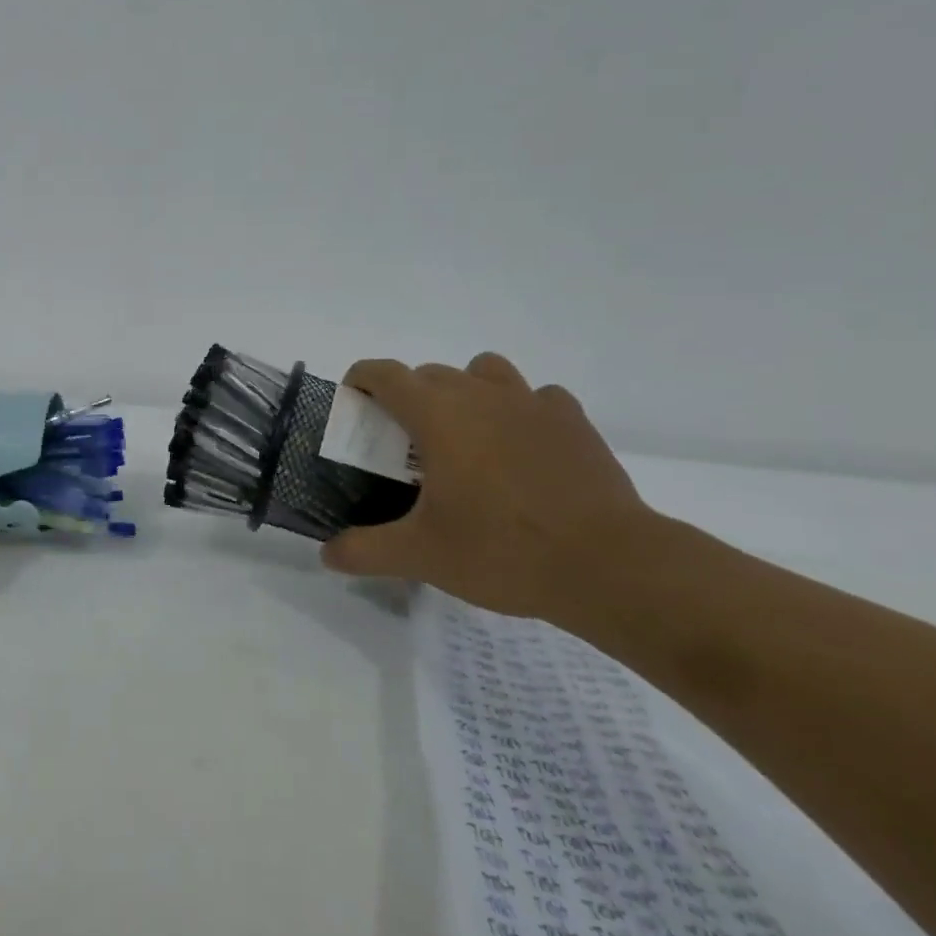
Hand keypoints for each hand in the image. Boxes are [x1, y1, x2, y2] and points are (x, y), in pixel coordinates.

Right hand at [322, 353, 651, 620]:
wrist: (608, 565)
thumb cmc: (503, 550)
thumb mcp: (422, 556)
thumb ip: (366, 550)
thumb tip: (327, 555)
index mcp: (437, 415)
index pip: (384, 374)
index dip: (360, 380)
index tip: (353, 404)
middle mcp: (480, 394)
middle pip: (430, 373)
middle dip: (408, 396)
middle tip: (406, 443)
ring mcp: (531, 403)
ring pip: (485, 371)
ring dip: (466, 390)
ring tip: (467, 435)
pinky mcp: (572, 421)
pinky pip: (537, 397)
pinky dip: (521, 410)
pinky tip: (523, 447)